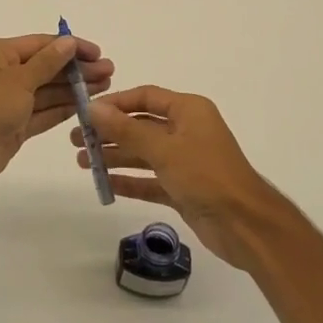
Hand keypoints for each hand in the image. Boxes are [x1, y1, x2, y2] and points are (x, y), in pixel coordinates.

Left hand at [0, 34, 112, 197]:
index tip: (98, 53)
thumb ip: (47, 62)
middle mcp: (3, 74)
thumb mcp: (18, 79)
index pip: (41, 44)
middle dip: (77, 69)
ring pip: (48, 91)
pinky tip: (87, 106)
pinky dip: (64, 109)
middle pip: (47, 67)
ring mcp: (9, 102)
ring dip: (75, 89)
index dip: (70, 47)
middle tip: (109, 72)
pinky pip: (43, 113)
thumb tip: (68, 43)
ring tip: (106, 87)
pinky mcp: (15, 126)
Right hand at [72, 86, 280, 266]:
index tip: (86, 112)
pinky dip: (129, 181)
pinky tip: (105, 184)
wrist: (246, 225)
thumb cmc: (206, 176)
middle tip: (76, 141)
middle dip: (109, 132)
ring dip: (115, 156)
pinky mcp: (183, 188)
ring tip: (81, 162)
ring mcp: (185, 161)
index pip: (145, 97)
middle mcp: (186, 130)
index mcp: (188, 110)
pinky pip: (150, 180)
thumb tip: (93, 108)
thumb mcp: (164, 148)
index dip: (115, 103)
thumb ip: (126, 129)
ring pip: (143, 153)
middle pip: (140, 125)